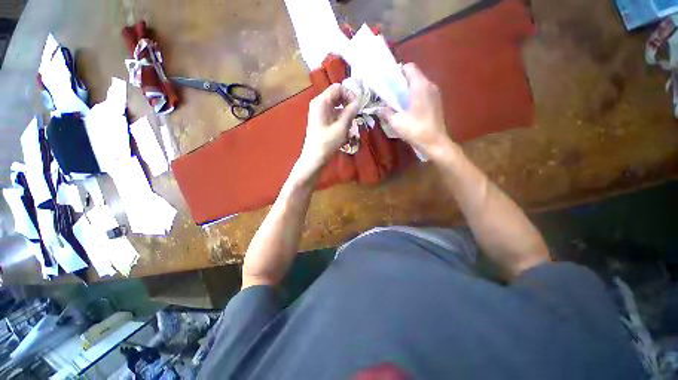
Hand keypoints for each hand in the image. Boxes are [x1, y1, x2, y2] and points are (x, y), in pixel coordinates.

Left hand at [298, 83, 358, 173]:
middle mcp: (319, 104)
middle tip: (355, 115)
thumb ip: (350, 112)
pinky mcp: (321, 120)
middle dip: (348, 103)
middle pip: (337, 95)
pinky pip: (333, 113)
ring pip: (336, 105)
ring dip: (345, 112)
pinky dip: (340, 117)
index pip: (338, 88)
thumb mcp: (341, 127)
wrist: (314, 158)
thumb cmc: (327, 143)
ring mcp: (319, 112)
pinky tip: (344, 128)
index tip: (357, 106)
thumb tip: (358, 102)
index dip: (349, 94)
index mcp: (321, 102)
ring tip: (350, 124)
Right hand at [379, 63, 453, 158]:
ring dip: (407, 91)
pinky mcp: (436, 103)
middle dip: (401, 83)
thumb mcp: (396, 122)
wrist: (434, 143)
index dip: (397, 72)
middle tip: (390, 95)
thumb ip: (385, 112)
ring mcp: (435, 94)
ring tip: (397, 103)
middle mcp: (430, 85)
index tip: (388, 83)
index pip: (409, 67)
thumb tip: (378, 108)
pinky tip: (408, 110)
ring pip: (419, 85)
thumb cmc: (415, 129)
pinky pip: (423, 93)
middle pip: (414, 76)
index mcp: (420, 85)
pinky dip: (414, 97)